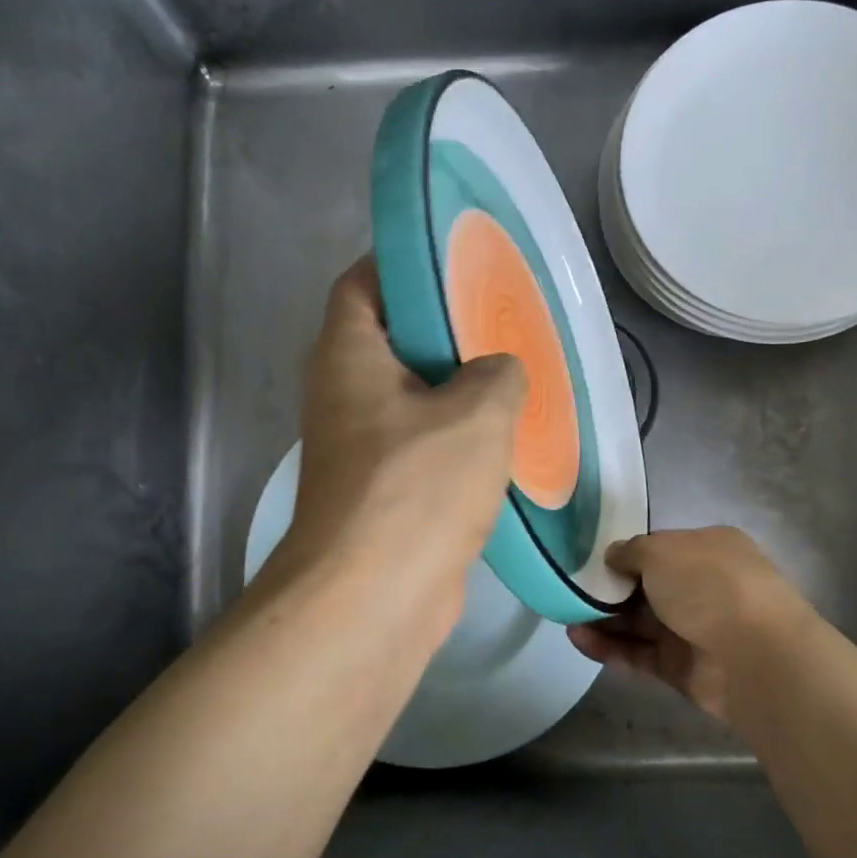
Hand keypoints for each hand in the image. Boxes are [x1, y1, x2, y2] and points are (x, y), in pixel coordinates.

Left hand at [274, 257, 526, 641]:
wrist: (373, 598)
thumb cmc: (416, 487)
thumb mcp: (477, 412)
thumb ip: (497, 372)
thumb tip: (498, 373)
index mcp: (348, 355)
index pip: (363, 283)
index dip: (403, 262)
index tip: (457, 259)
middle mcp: (342, 394)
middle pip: (390, 338)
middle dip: (443, 326)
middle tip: (501, 318)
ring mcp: (358, 446)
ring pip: (411, 396)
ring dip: (456, 386)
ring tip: (513, 372)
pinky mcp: (380, 490)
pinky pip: (421, 443)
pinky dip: (455, 435)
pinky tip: (504, 437)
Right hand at [567, 528, 812, 722]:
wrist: (755, 656)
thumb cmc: (709, 585)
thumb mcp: (662, 551)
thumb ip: (631, 551)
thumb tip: (613, 557)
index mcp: (709, 549)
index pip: (660, 548)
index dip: (626, 554)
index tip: (591, 560)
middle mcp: (703, 587)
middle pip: (647, 587)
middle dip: (610, 589)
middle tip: (571, 590)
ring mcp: (694, 629)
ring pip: (639, 622)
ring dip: (603, 619)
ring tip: (565, 616)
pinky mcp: (681, 667)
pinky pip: (639, 653)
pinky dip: (609, 647)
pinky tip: (577, 639)